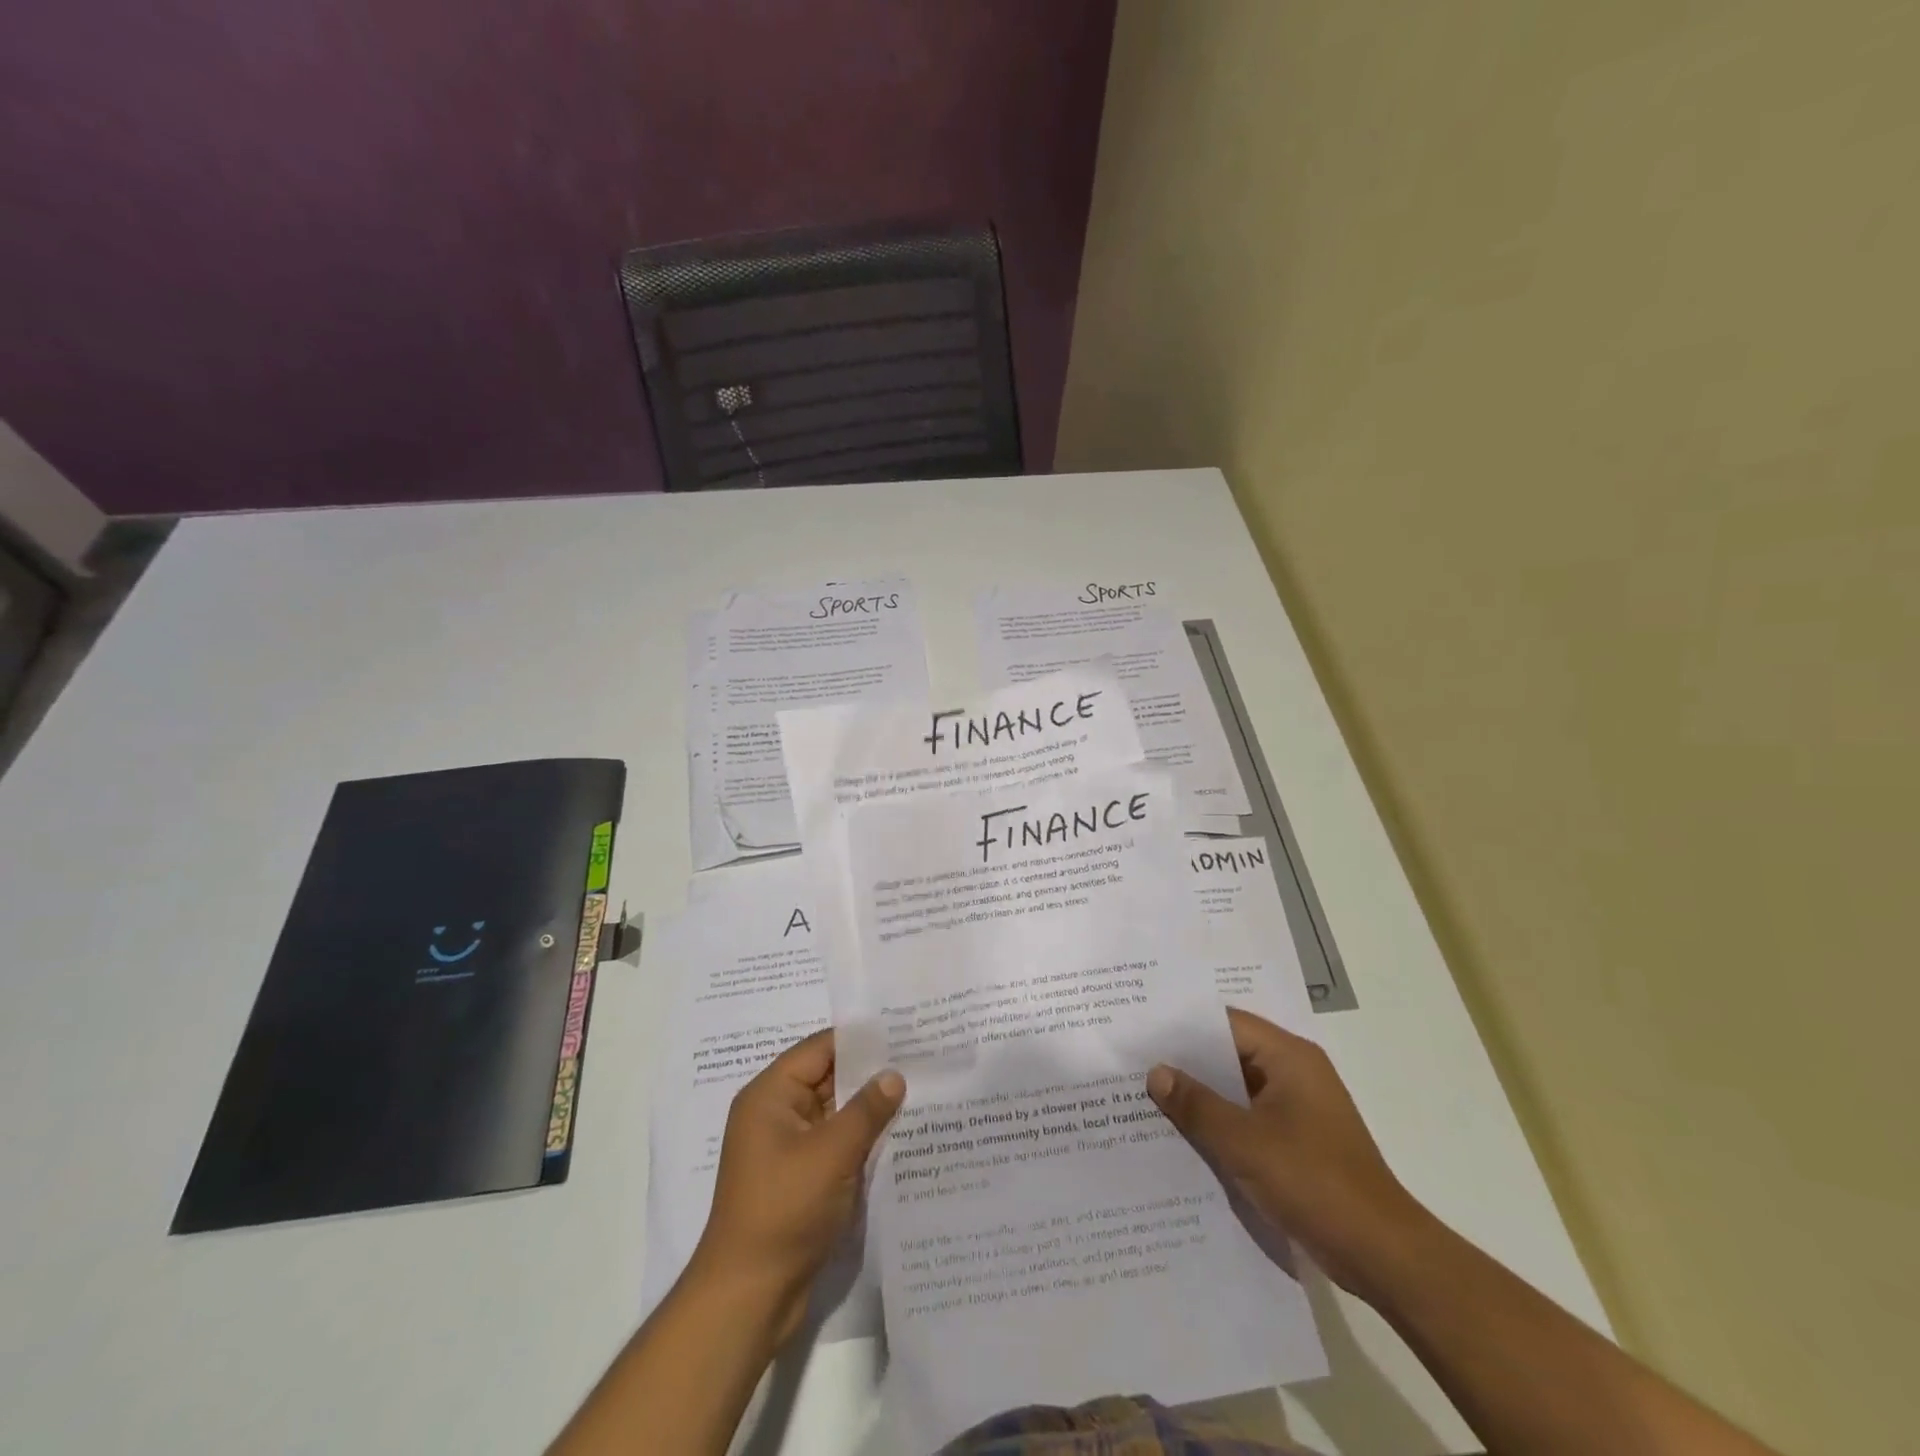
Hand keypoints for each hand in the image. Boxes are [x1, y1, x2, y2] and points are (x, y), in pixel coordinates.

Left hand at [688, 1030, 905, 1342]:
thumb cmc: (784, 1210)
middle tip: (921, 1060)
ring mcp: (787, 1148)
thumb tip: (894, 1075)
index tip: (904, 1031)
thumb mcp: (832, 1153)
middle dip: (870, 1073)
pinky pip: (835, 1144)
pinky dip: (861, 1138)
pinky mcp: (800, 1178)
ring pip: (835, 1113)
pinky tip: (899, 1136)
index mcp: (770, 1095)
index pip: (820, 1049)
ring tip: (919, 1092)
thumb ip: (866, 1110)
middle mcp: (775, 1114)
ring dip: (869, 1108)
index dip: (860, 1039)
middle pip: (828, 1078)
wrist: (749, 1297)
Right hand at [1148, 1006, 1426, 1295]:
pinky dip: (1219, 1122)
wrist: (1383, 1255)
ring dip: (1201, 1095)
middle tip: (1134, 1061)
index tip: (1141, 1029)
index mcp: (1290, 1057)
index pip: (1226, 1023)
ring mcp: (1298, 1109)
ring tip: (1146, 1095)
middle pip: (1229, 1054)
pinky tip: (1182, 1134)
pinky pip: (1248, 1118)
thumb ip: (1197, 1105)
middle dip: (1185, 1062)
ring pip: (1237, 1089)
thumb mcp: (1244, 1142)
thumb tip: (1156, 1073)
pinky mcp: (1297, 1141)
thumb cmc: (1314, 1183)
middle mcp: (1295, 1073)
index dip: (1182, 1026)